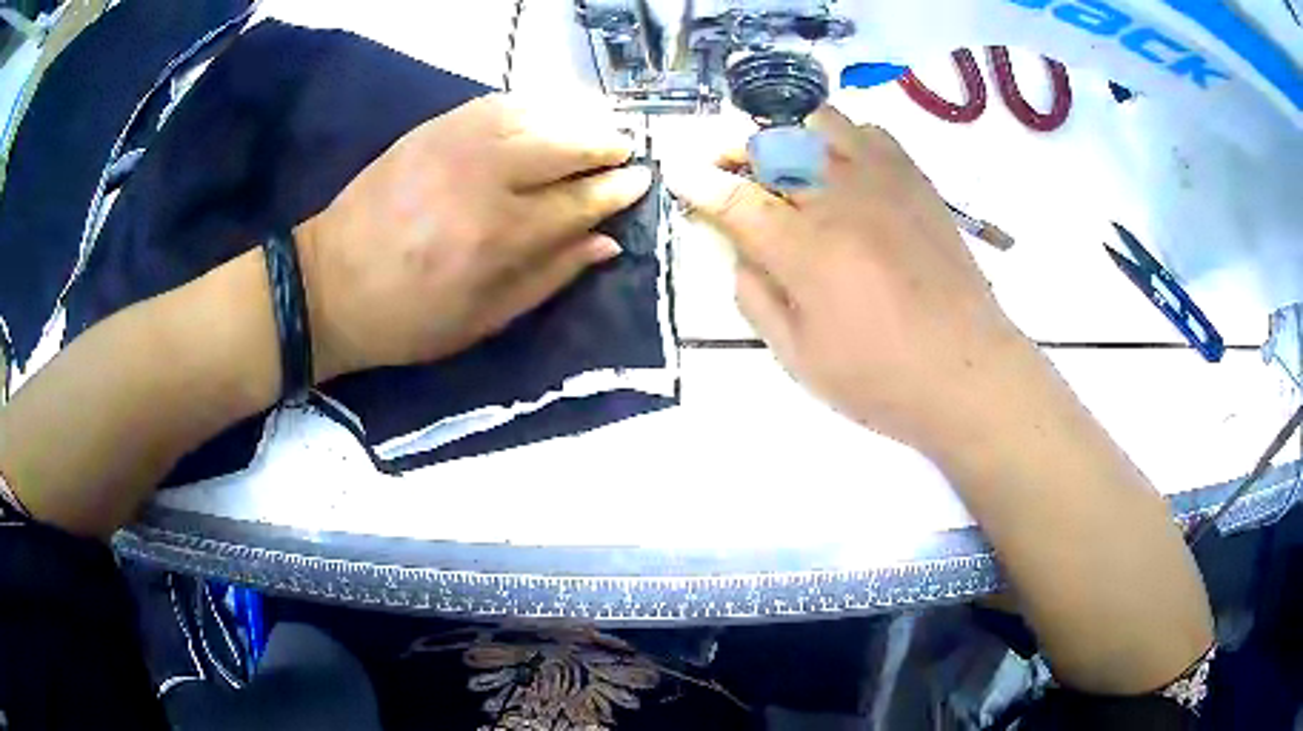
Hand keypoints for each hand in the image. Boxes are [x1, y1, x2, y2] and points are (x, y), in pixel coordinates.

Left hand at [295, 93, 651, 380]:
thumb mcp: (484, 320)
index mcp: (499, 237)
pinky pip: (497, 102)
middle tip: (625, 150)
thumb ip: (549, 277)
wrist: (329, 285)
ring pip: (537, 115)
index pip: (580, 200)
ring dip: (576, 118)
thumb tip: (607, 243)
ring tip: (596, 129)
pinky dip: (532, 104)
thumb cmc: (408, 318)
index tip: (641, 181)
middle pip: (566, 145)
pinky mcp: (432, 129)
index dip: (616, 190)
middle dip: (606, 145)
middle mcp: (484, 179)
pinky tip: (546, 114)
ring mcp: (456, 144)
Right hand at [663, 107, 1030, 451]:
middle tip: (727, 168)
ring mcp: (883, 182)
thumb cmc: (881, 379)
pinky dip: (844, 139)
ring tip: (789, 168)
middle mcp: (839, 199)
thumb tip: (740, 249)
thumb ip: (756, 296)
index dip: (698, 181)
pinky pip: (871, 132)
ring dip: (790, 138)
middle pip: (771, 144)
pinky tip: (845, 169)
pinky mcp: (916, 182)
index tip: (679, 172)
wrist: (968, 371)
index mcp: (805, 250)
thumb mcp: (799, 357)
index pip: (734, 198)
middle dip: (735, 150)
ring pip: (820, 124)